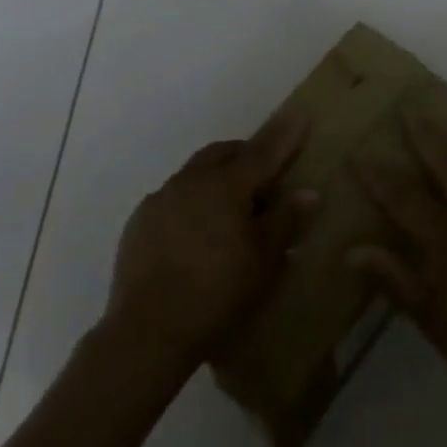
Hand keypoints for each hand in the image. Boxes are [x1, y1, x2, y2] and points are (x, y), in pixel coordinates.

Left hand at [104, 113, 316, 374]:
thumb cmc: (216, 294)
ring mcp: (160, 199)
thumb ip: (284, 221)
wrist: (146, 333)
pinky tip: (197, 233)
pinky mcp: (140, 222)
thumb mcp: (262, 262)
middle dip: (246, 154)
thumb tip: (307, 191)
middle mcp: (190, 181)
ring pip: (196, 173)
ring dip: (217, 178)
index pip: (262, 152)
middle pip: (223, 154)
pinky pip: (174, 198)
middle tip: (266, 175)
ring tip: (232, 208)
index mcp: (225, 185)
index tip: (300, 113)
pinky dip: (193, 202)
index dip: (284, 134)